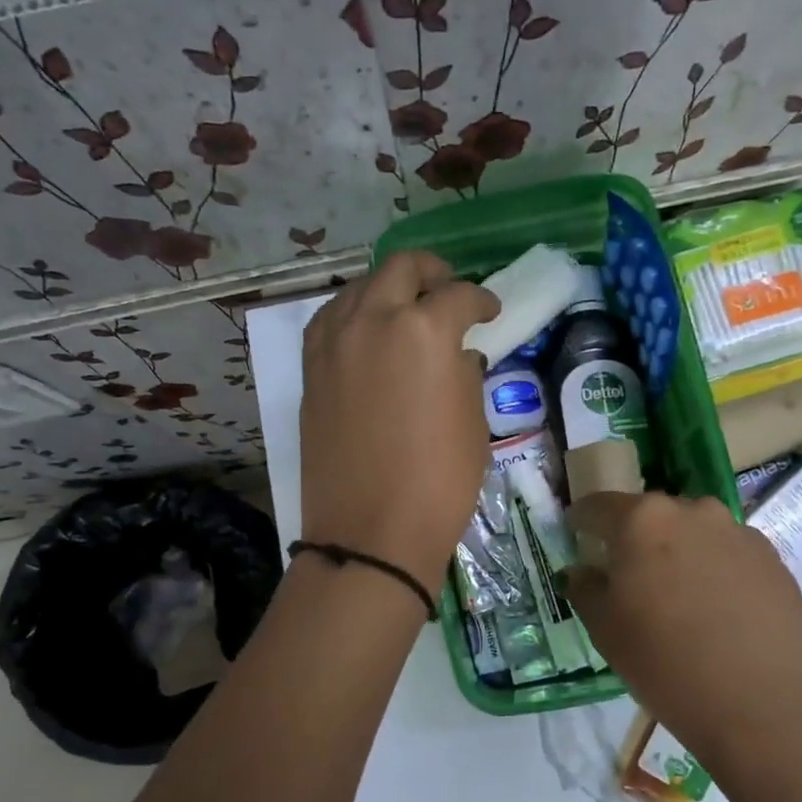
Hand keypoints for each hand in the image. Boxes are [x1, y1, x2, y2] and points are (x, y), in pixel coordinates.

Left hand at [300, 251, 498, 591]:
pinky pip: (331, 320)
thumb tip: (457, 357)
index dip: (483, 300)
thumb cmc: (439, 483)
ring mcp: (334, 342)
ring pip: (360, 288)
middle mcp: (374, 321)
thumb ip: (465, 375)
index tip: (490, 313)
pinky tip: (366, 333)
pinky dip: (354, 314)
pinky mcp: (311, 369)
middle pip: (403, 269)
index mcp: (425, 331)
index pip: (460, 296)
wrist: (372, 532)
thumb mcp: (472, 424)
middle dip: (433, 273)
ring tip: (406, 309)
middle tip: (449, 291)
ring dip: (389, 289)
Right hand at [562, 491, 801, 761]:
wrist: (769, 705)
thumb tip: (582, 571)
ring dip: (677, 555)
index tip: (576, 540)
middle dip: (634, 541)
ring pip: (693, 534)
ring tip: (677, 601)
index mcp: (642, 520)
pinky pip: (727, 555)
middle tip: (628, 581)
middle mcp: (692, 511)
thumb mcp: (606, 631)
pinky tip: (717, 614)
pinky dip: (713, 572)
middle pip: (650, 517)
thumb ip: (586, 589)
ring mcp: (738, 532)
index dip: (581, 523)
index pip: (597, 507)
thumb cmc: (668, 665)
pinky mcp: (773, 559)